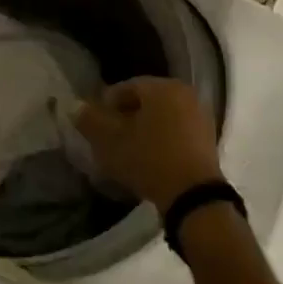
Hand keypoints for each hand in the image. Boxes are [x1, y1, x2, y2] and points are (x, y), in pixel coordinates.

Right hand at [74, 77, 222, 213]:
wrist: (194, 197)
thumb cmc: (149, 160)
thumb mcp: (111, 141)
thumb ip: (90, 121)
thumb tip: (75, 106)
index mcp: (162, 87)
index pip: (126, 87)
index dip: (106, 105)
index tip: (95, 125)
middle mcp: (184, 93)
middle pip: (145, 101)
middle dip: (125, 118)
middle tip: (109, 139)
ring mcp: (200, 116)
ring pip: (161, 117)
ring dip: (143, 130)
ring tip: (128, 152)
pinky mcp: (208, 139)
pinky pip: (176, 132)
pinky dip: (161, 141)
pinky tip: (150, 160)